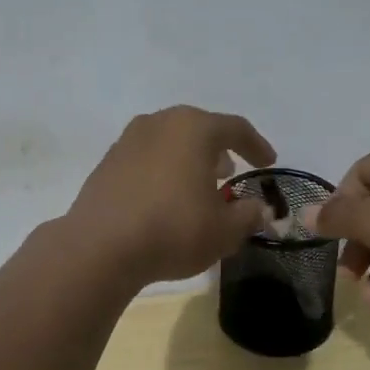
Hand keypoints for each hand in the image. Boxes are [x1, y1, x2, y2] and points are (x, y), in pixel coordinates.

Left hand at [65, 106, 277, 286]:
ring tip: (198, 184)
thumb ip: (248, 215)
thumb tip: (259, 209)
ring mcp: (128, 140)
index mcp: (194, 128)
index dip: (256, 145)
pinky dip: (162, 170)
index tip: (268, 163)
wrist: (100, 247)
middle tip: (230, 171)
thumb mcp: (224, 230)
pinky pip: (146, 158)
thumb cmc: (173, 230)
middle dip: (218, 148)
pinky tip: (165, 197)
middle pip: (198, 128)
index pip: (235, 128)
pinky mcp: (107, 162)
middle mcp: (159, 123)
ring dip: (188, 159)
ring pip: (169, 141)